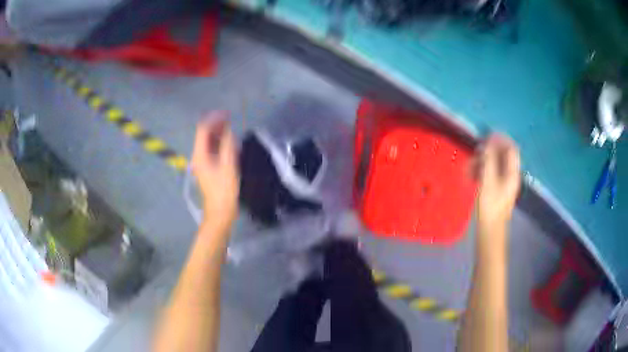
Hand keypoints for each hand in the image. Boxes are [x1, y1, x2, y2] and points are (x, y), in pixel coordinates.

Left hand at [191, 111, 239, 233]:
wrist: (220, 211)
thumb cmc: (224, 190)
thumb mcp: (228, 166)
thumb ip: (228, 145)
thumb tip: (228, 131)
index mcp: (200, 155)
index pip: (203, 130)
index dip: (214, 119)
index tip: (227, 114)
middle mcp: (198, 156)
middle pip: (204, 134)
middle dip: (216, 124)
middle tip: (230, 119)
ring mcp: (202, 163)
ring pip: (208, 142)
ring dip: (218, 133)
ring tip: (230, 128)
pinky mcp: (207, 168)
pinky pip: (211, 150)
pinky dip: (219, 143)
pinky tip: (228, 143)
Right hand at [473, 134, 520, 233]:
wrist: (489, 229)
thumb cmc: (490, 205)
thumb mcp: (488, 180)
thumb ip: (489, 159)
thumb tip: (489, 142)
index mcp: (513, 173)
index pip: (511, 149)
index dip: (501, 140)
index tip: (487, 136)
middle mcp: (510, 176)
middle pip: (502, 156)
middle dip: (489, 152)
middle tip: (476, 152)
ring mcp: (504, 183)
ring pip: (494, 165)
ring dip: (482, 162)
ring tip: (469, 166)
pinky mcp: (496, 190)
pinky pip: (490, 175)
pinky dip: (481, 172)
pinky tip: (470, 175)